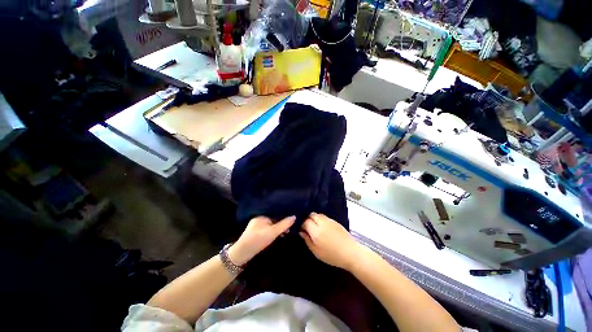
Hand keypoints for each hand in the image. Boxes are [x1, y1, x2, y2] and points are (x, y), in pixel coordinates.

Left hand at [228, 216, 294, 265]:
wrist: (241, 254)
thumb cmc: (257, 240)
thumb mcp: (272, 232)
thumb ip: (284, 225)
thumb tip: (294, 216)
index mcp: (262, 215)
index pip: (276, 213)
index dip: (284, 216)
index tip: (292, 220)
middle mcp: (259, 219)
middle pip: (274, 219)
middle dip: (282, 223)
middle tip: (290, 229)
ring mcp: (256, 226)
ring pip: (271, 225)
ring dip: (278, 228)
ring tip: (286, 233)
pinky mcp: (256, 234)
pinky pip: (268, 229)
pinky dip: (273, 232)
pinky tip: (278, 235)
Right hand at [300, 213, 361, 269]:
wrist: (351, 253)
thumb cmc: (332, 255)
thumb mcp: (316, 252)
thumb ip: (307, 240)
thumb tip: (301, 232)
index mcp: (316, 231)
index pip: (305, 221)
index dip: (302, 224)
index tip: (301, 229)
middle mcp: (322, 223)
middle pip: (311, 215)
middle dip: (308, 219)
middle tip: (308, 227)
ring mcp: (329, 221)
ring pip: (318, 214)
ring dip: (314, 218)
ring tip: (315, 227)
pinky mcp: (335, 221)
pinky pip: (325, 217)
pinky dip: (321, 219)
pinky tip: (323, 227)